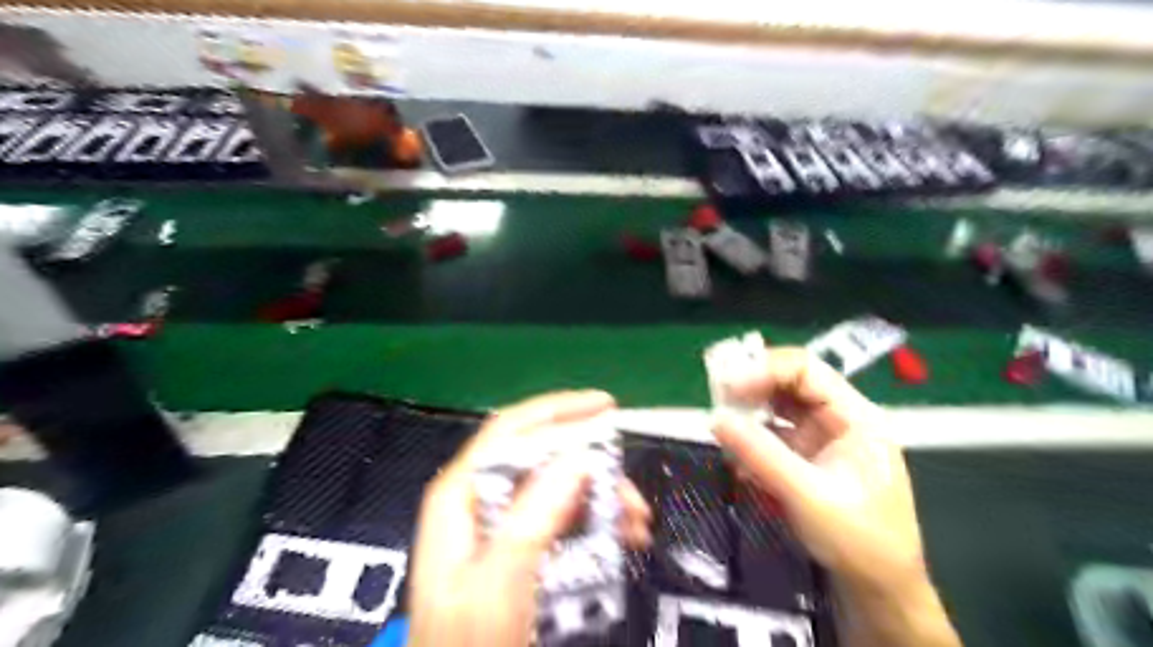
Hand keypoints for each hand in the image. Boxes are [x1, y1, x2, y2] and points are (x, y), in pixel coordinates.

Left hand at [411, 390, 652, 646]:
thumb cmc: (468, 645)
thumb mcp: (498, 585)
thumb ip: (533, 518)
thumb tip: (578, 460)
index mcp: (460, 494)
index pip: (511, 430)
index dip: (558, 411)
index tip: (605, 406)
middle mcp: (479, 499)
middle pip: (540, 457)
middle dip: (591, 466)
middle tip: (631, 491)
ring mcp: (500, 524)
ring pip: (557, 487)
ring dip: (600, 497)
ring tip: (637, 522)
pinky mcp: (519, 548)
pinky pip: (562, 518)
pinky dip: (595, 521)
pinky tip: (622, 537)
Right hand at [718, 348, 960, 646]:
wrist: (879, 593)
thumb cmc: (859, 541)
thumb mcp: (808, 495)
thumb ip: (761, 454)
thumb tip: (715, 419)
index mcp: (854, 416)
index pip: (805, 370)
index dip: (764, 369)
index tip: (728, 386)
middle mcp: (837, 419)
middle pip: (788, 384)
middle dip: (752, 387)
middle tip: (716, 397)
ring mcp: (820, 440)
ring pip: (777, 409)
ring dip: (748, 413)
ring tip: (721, 424)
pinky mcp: (805, 460)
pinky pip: (771, 436)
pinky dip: (751, 440)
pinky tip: (736, 455)